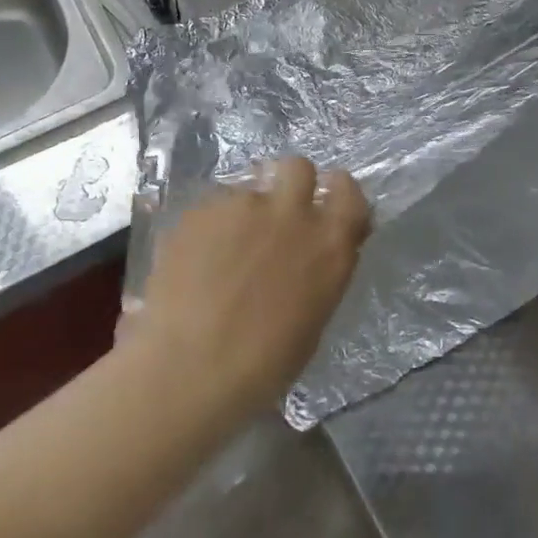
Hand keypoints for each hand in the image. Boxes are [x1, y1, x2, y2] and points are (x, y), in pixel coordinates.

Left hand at [127, 158, 370, 419]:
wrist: (188, 371)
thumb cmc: (262, 367)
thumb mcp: (312, 319)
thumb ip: (319, 271)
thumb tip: (314, 252)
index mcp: (328, 244)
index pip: (348, 190)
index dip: (337, 192)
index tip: (325, 205)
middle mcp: (290, 213)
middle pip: (298, 166)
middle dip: (290, 182)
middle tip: (276, 213)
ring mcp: (242, 206)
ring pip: (249, 189)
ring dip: (244, 211)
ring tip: (223, 250)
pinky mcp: (201, 209)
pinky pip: (213, 207)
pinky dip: (210, 227)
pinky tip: (195, 261)